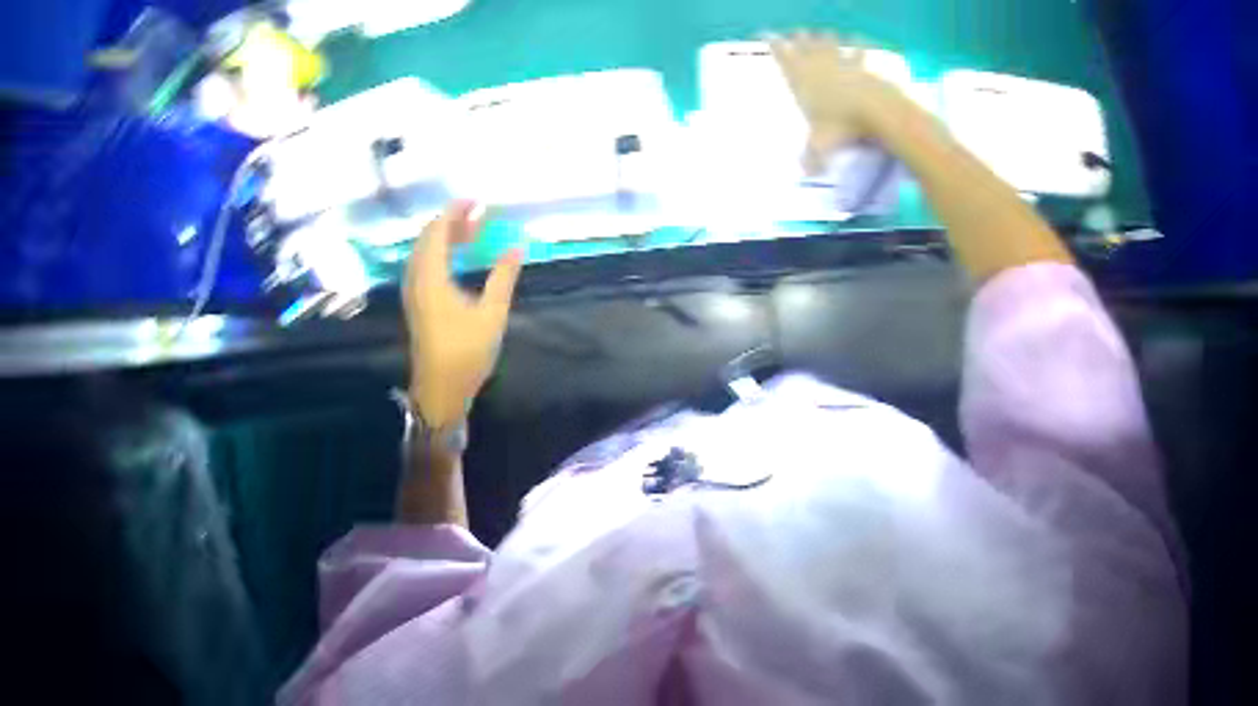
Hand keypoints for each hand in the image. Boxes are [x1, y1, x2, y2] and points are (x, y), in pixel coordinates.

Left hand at [404, 201, 522, 428]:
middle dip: (451, 222)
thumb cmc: (466, 354)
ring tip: (472, 233)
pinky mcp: (416, 304)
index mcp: (431, 278)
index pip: (438, 232)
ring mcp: (413, 292)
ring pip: (424, 252)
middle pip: (427, 238)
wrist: (440, 391)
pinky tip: (458, 259)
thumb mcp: (491, 314)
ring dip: (445, 237)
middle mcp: (416, 280)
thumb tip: (517, 247)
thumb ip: (503, 277)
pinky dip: (440, 253)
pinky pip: (424, 265)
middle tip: (478, 216)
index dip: (455, 212)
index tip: (477, 202)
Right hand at [768, 32, 904, 173]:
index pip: (780, 54)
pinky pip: (858, 50)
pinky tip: (858, 39)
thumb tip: (807, 175)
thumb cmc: (842, 125)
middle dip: (797, 38)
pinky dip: (858, 44)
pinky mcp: (862, 65)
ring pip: (826, 42)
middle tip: (794, 35)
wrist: (876, 112)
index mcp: (800, 78)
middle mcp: (816, 64)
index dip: (772, 43)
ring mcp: (840, 61)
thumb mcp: (821, 145)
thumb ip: (812, 159)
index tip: (765, 35)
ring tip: (820, 34)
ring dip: (822, 37)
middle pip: (802, 43)